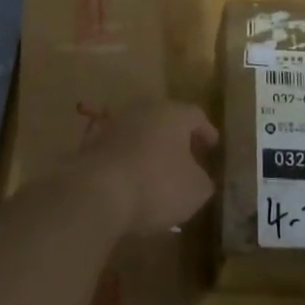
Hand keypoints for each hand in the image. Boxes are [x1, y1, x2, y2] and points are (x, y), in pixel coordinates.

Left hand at [78, 101, 216, 234]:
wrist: (96, 193)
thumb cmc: (157, 185)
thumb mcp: (195, 190)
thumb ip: (203, 181)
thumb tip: (200, 179)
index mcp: (173, 114)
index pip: (196, 115)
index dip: (206, 131)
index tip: (213, 145)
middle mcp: (144, 111)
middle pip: (166, 120)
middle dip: (177, 138)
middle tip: (188, 157)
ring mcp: (115, 126)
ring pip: (140, 134)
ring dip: (151, 149)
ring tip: (158, 172)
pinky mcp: (92, 146)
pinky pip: (119, 151)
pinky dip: (128, 162)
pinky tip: (132, 181)